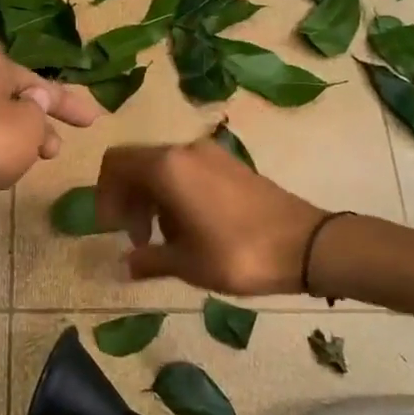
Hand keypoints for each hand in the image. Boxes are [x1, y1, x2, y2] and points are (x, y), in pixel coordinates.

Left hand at [0, 49, 100, 241]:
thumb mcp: (30, 122)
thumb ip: (40, 110)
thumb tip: (35, 100)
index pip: (37, 81)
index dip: (67, 102)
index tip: (92, 122)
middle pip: (14, 101)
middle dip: (41, 124)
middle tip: (56, 150)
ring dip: (21, 141)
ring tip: (36, 162)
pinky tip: (4, 173)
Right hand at [96, 139, 329, 294]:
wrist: (308, 246)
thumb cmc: (238, 254)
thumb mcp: (186, 264)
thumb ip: (148, 260)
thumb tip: (126, 264)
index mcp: (168, 167)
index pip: (116, 164)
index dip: (105, 195)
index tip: (113, 228)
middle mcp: (186, 150)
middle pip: (138, 164)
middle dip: (129, 199)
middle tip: (138, 238)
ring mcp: (212, 154)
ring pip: (164, 168)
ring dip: (153, 199)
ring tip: (165, 239)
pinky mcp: (232, 164)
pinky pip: (188, 171)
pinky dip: (177, 194)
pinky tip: (192, 228)